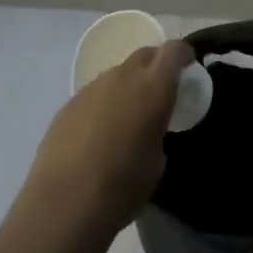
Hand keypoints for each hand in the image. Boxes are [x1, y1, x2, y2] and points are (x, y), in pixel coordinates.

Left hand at [25, 40, 192, 232]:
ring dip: (128, 86)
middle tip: (160, 91)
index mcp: (153, 87)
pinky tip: (98, 133)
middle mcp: (122, 77)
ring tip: (127, 117)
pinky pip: (95, 93)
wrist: (65, 202)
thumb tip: (147, 129)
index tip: (188, 66)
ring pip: (117, 74)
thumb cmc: (123, 184)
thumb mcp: (158, 160)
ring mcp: (92, 88)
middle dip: (156, 65)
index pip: (173, 50)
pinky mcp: (68, 104)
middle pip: (144, 55)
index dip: (183, 54)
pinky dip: (104, 103)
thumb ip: (157, 131)